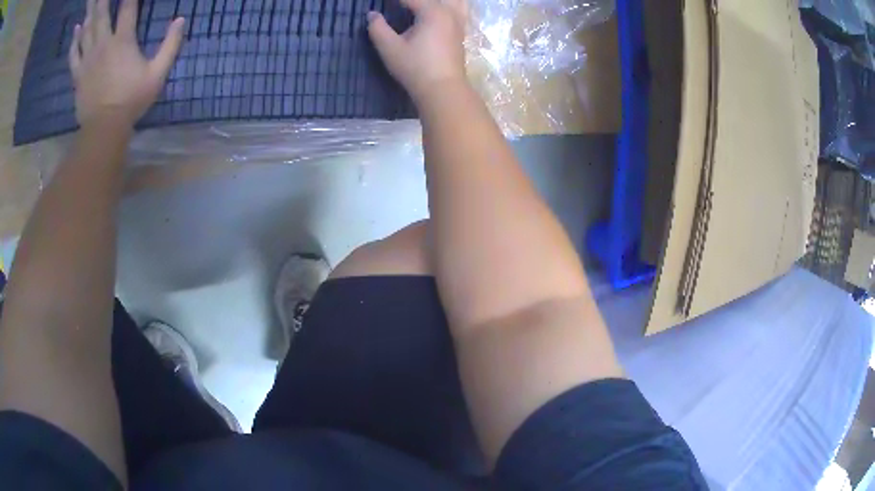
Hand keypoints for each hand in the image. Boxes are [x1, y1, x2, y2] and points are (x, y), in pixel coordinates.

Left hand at [69, 0, 184, 128]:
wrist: (104, 128)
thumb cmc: (132, 100)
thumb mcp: (158, 73)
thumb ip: (171, 45)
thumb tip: (180, 20)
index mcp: (123, 41)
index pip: (128, 7)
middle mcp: (103, 44)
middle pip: (101, 14)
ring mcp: (88, 59)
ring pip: (86, 30)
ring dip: (89, 12)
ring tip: (90, 0)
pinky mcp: (78, 74)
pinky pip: (74, 53)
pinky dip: (74, 40)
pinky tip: (76, 29)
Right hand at [367, 0, 468, 103]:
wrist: (443, 90)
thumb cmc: (415, 68)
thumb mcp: (390, 49)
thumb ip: (378, 28)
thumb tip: (371, 15)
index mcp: (432, 12)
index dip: (394, 0)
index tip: (381, 3)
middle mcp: (449, 12)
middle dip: (413, 0)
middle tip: (400, 6)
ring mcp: (458, 22)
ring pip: (455, 1)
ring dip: (437, 2)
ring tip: (417, 7)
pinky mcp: (461, 32)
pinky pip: (459, 8)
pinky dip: (450, 5)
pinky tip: (439, 10)